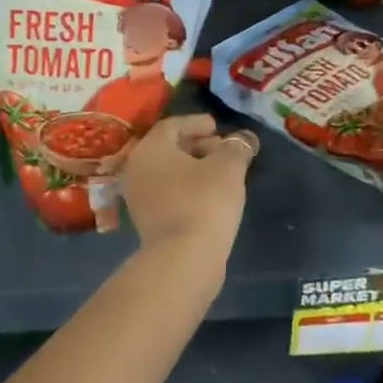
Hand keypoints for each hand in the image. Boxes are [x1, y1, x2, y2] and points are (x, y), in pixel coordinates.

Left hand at [120, 114, 256, 269]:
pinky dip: (186, 187)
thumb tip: (245, 138)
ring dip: (193, 168)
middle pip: (168, 148)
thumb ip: (237, 147)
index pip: (172, 125)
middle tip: (223, 150)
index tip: (217, 127)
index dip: (197, 123)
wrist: (183, 259)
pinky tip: (210, 196)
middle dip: (198, 145)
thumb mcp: (228, 167)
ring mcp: (138, 197)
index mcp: (150, 148)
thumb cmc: (204, 201)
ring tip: (221, 173)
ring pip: (168, 172)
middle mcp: (137, 168)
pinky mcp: (146, 221)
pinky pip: (167, 192)